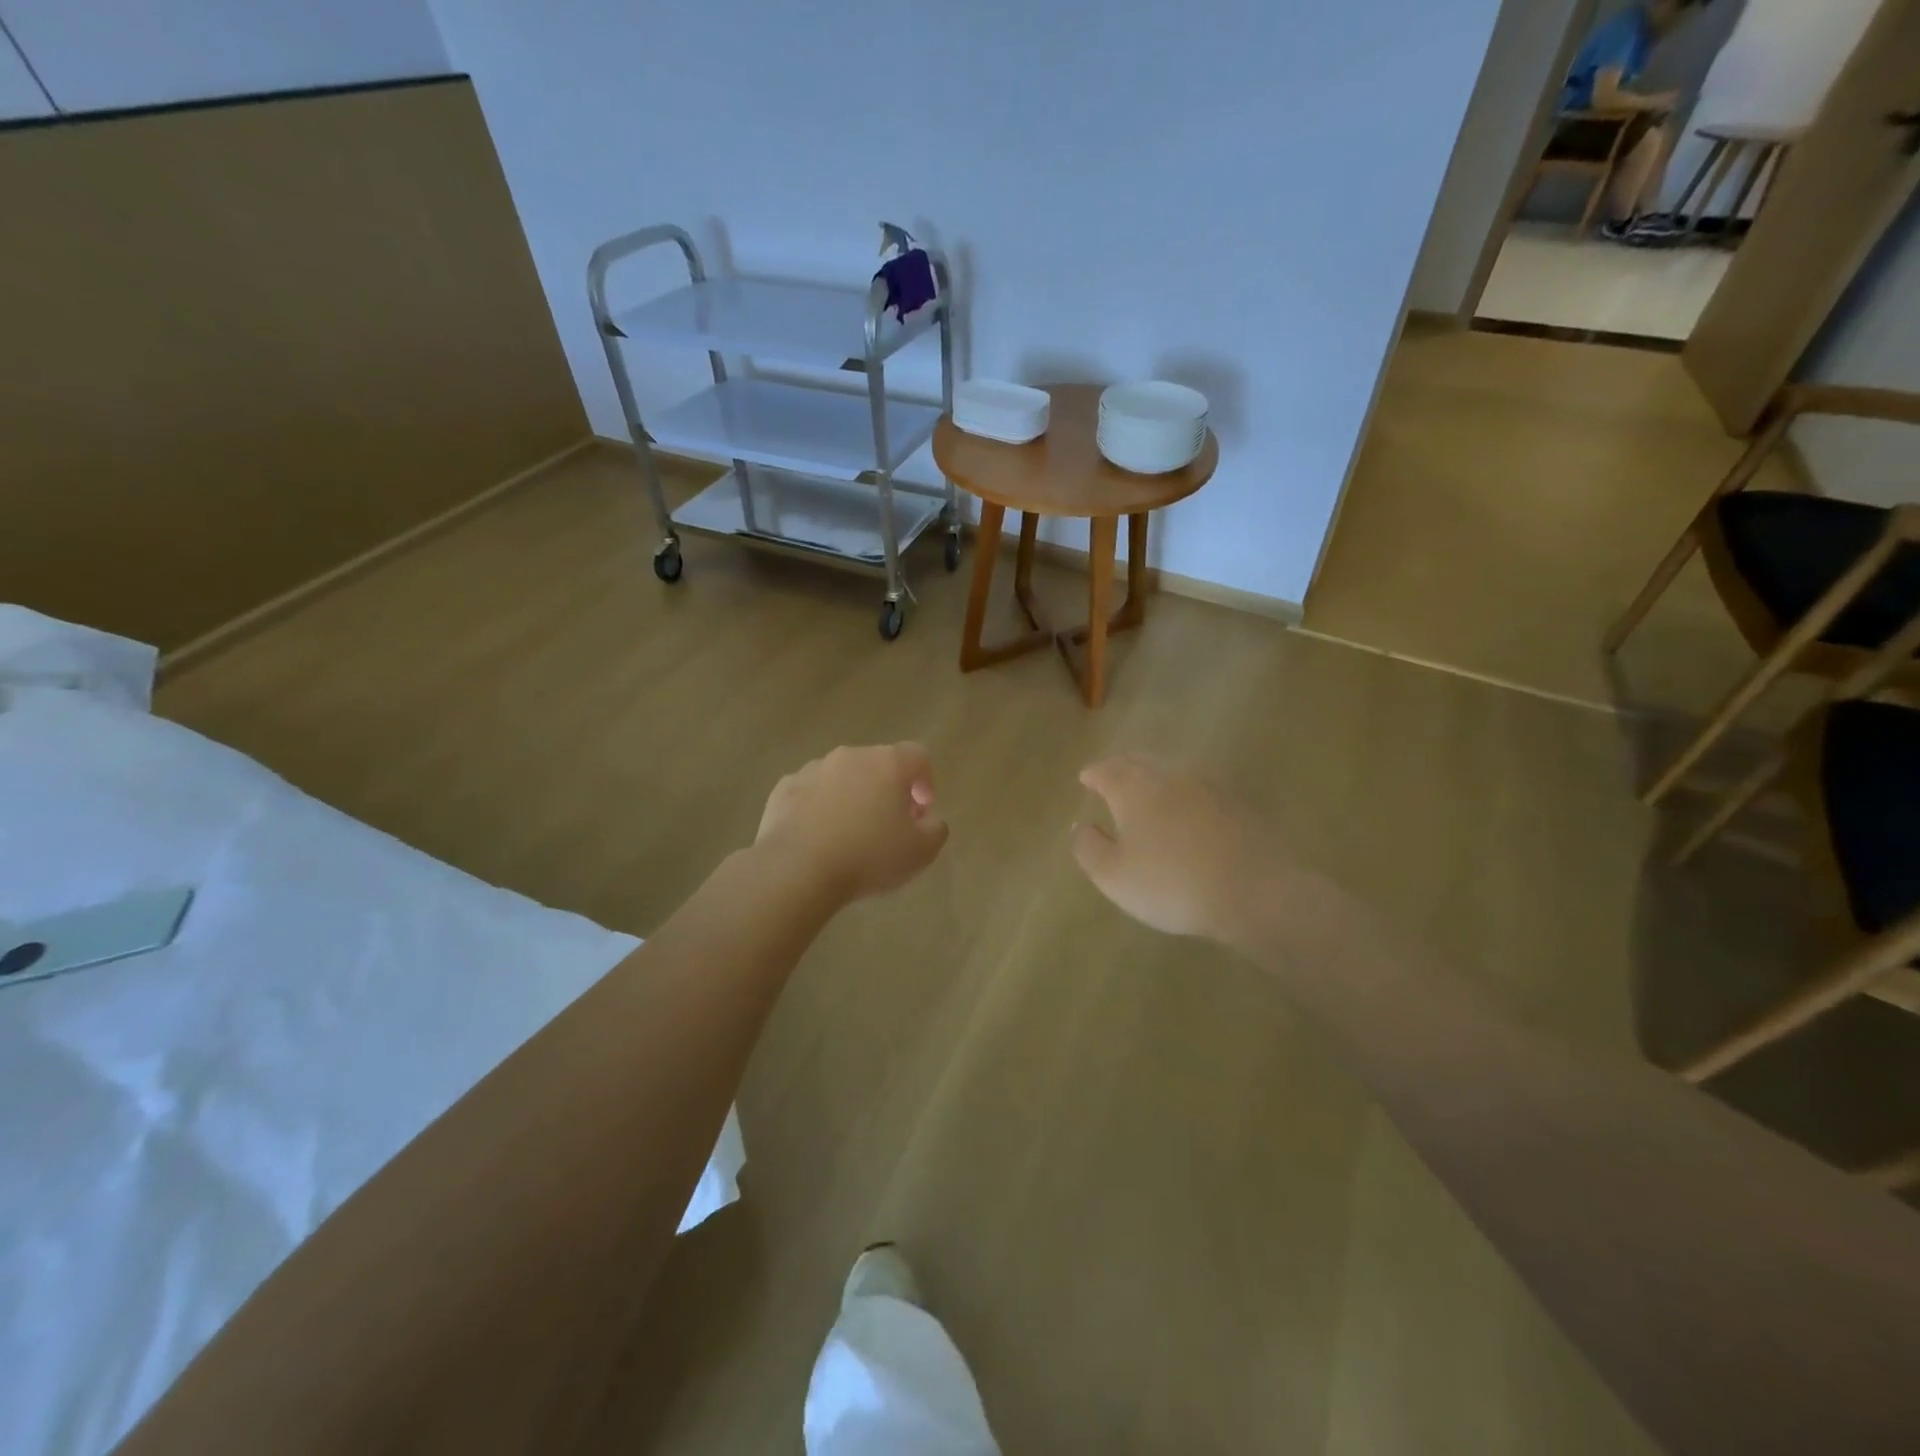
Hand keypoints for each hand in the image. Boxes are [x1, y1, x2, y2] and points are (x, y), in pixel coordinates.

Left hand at [757, 743, 948, 902]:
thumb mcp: (921, 852)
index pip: (917, 756)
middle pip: (877, 764)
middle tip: (889, 825)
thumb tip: (929, 820)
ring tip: (850, 834)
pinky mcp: (783, 789)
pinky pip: (810, 793)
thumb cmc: (868, 856)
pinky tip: (817, 838)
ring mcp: (812, 770)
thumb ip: (935, 829)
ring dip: (851, 797)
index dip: (925, 781)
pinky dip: (818, 808)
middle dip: (887, 790)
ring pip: (841, 777)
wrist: (797, 869)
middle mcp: (850, 756)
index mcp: (887, 763)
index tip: (921, 811)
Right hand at [1072, 754, 1293, 943]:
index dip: (1093, 774)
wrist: (1254, 891)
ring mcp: (1207, 784)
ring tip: (1147, 787)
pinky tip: (1187, 806)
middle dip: (1121, 766)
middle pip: (1139, 760)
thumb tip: (1081, 825)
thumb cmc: (1171, 883)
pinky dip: (1184, 789)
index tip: (1085, 778)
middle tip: (1111, 774)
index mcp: (1133, 787)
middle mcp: (1168, 774)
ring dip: (1154, 773)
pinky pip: (1199, 785)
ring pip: (1171, 769)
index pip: (1106, 769)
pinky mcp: (1237, 800)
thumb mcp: (1113, 876)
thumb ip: (1088, 847)